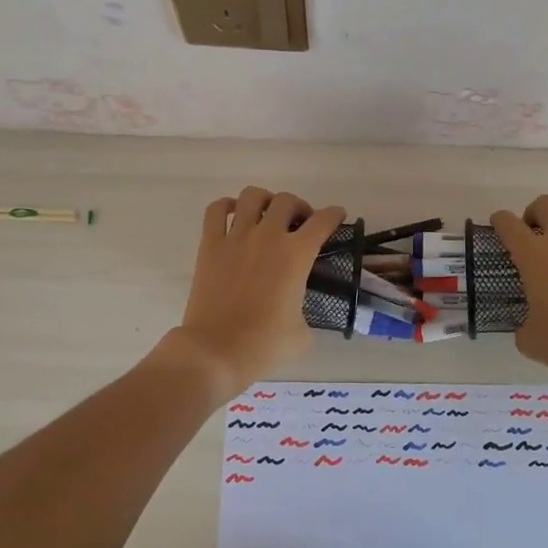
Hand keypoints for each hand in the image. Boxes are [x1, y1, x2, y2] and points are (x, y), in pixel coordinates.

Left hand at [160, 187, 346, 400]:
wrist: (216, 351)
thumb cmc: (264, 345)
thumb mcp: (303, 333)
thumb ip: (306, 311)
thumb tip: (298, 309)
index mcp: (296, 255)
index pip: (323, 221)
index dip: (334, 215)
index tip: (337, 215)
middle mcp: (268, 236)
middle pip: (287, 201)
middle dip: (299, 208)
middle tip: (300, 224)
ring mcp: (236, 237)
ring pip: (252, 196)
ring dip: (265, 201)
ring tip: (267, 215)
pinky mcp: (210, 245)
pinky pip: (215, 210)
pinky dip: (226, 207)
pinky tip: (233, 216)